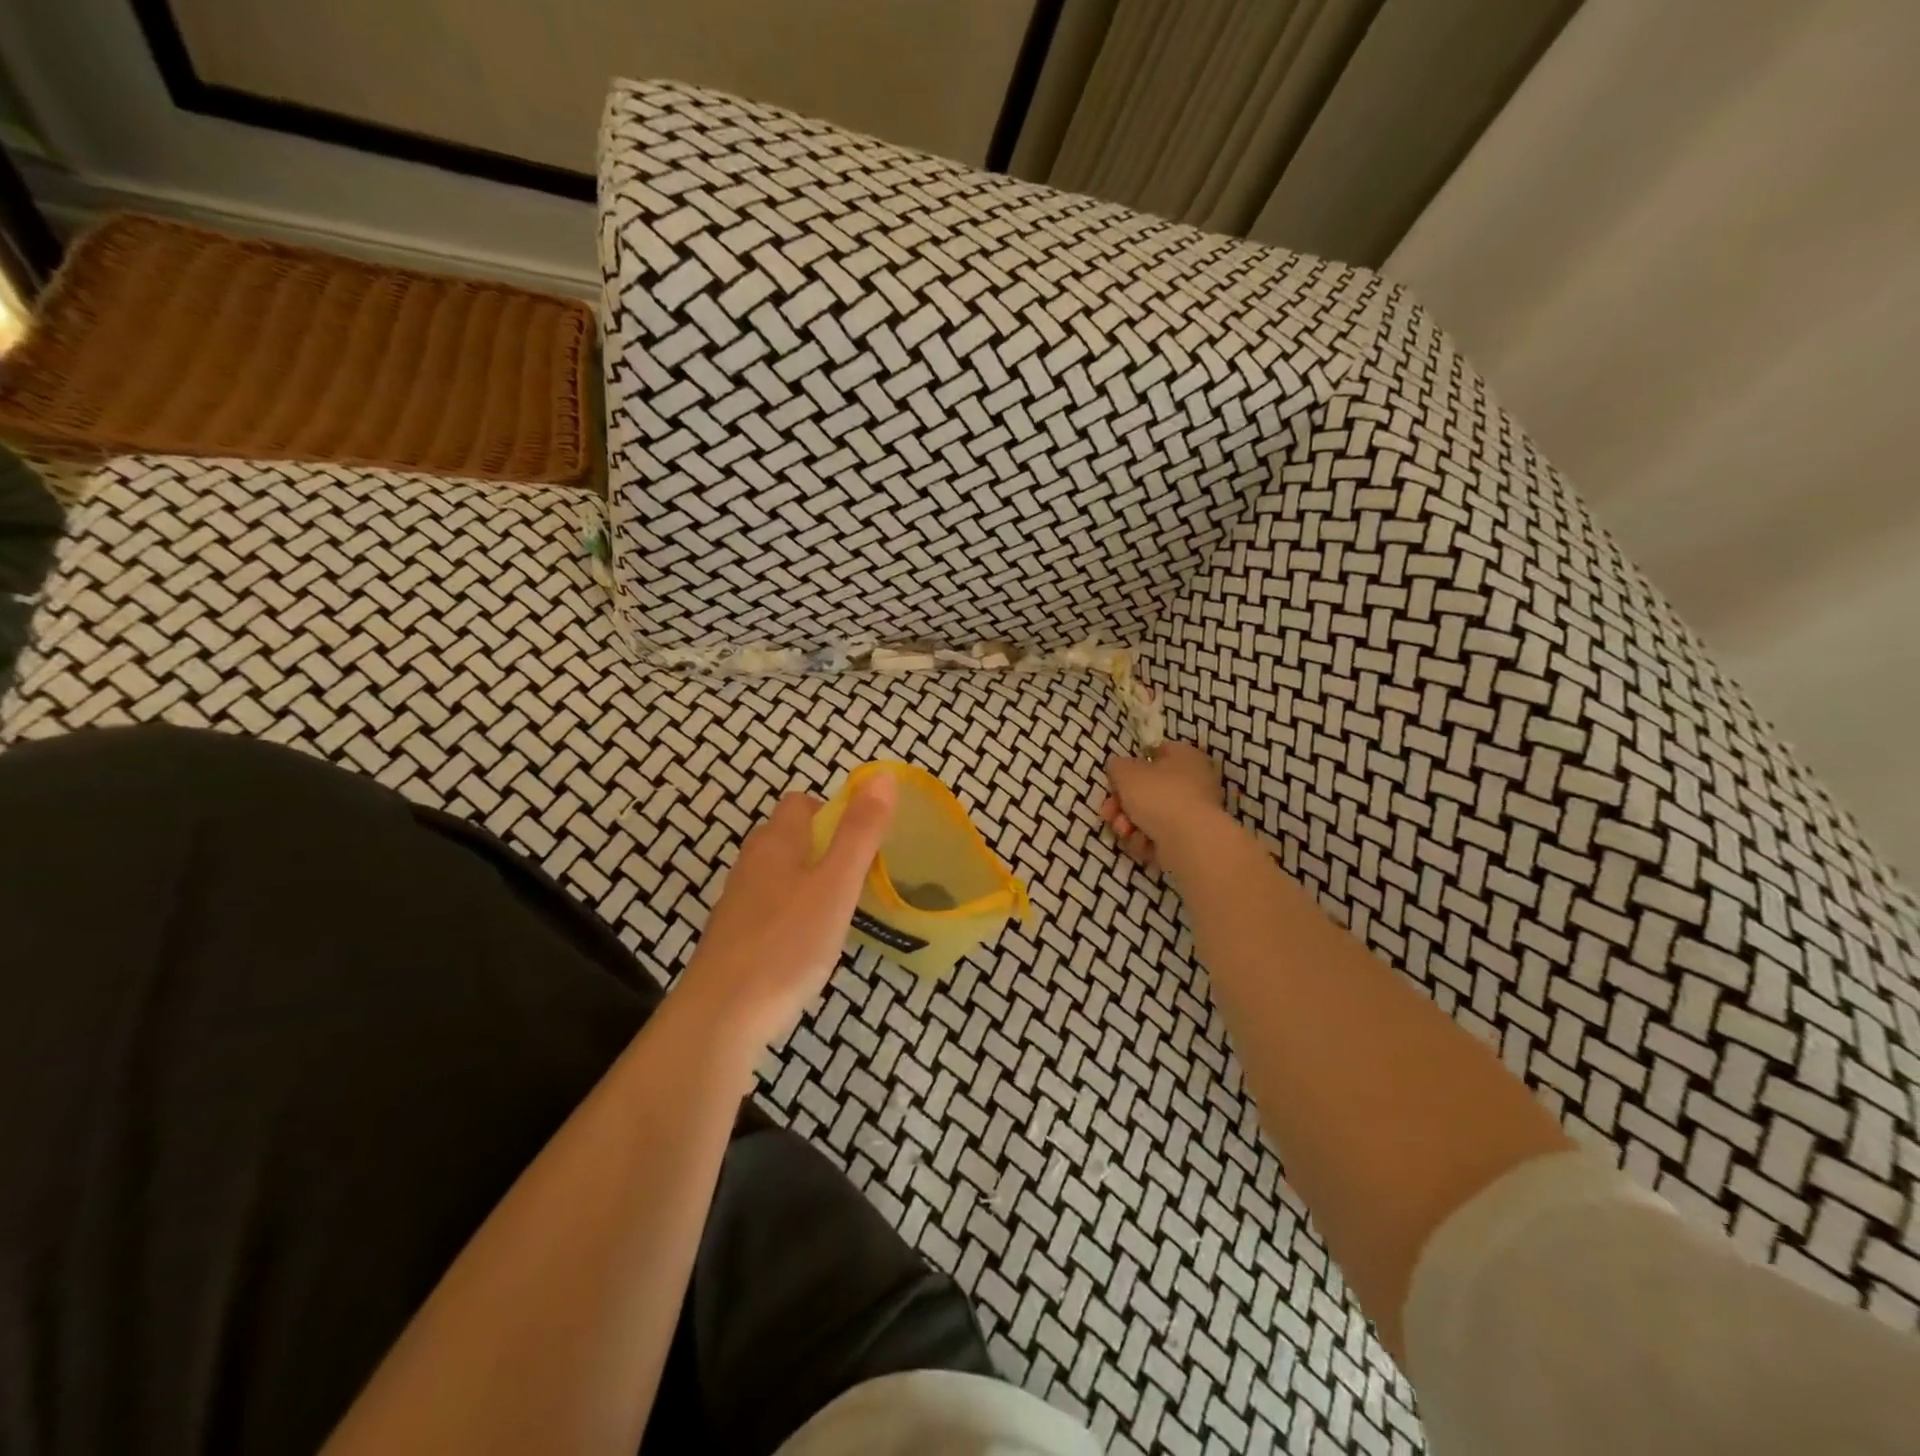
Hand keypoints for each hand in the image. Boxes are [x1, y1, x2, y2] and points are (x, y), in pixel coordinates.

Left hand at [680, 775, 897, 1050]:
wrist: (721, 1016)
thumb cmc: (787, 943)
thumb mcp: (836, 884)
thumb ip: (860, 832)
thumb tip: (883, 776)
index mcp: (776, 843)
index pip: (800, 803)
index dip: (832, 810)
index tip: (862, 839)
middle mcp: (751, 864)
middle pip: (787, 837)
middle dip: (822, 846)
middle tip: (857, 875)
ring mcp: (738, 902)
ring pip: (777, 874)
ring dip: (808, 880)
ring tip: (839, 908)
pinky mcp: (733, 938)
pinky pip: (769, 908)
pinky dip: (792, 913)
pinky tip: (808, 943)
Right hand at [1102, 742, 1226, 868]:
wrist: (1189, 840)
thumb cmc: (1158, 795)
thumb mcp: (1126, 772)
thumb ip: (1117, 766)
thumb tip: (1118, 767)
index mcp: (1186, 757)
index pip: (1156, 753)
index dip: (1132, 765)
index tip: (1115, 780)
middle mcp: (1194, 782)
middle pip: (1148, 789)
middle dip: (1122, 803)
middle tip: (1109, 812)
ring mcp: (1193, 813)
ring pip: (1150, 815)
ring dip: (1129, 823)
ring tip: (1124, 831)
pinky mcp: (1190, 839)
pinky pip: (1159, 835)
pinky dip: (1146, 840)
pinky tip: (1142, 843)